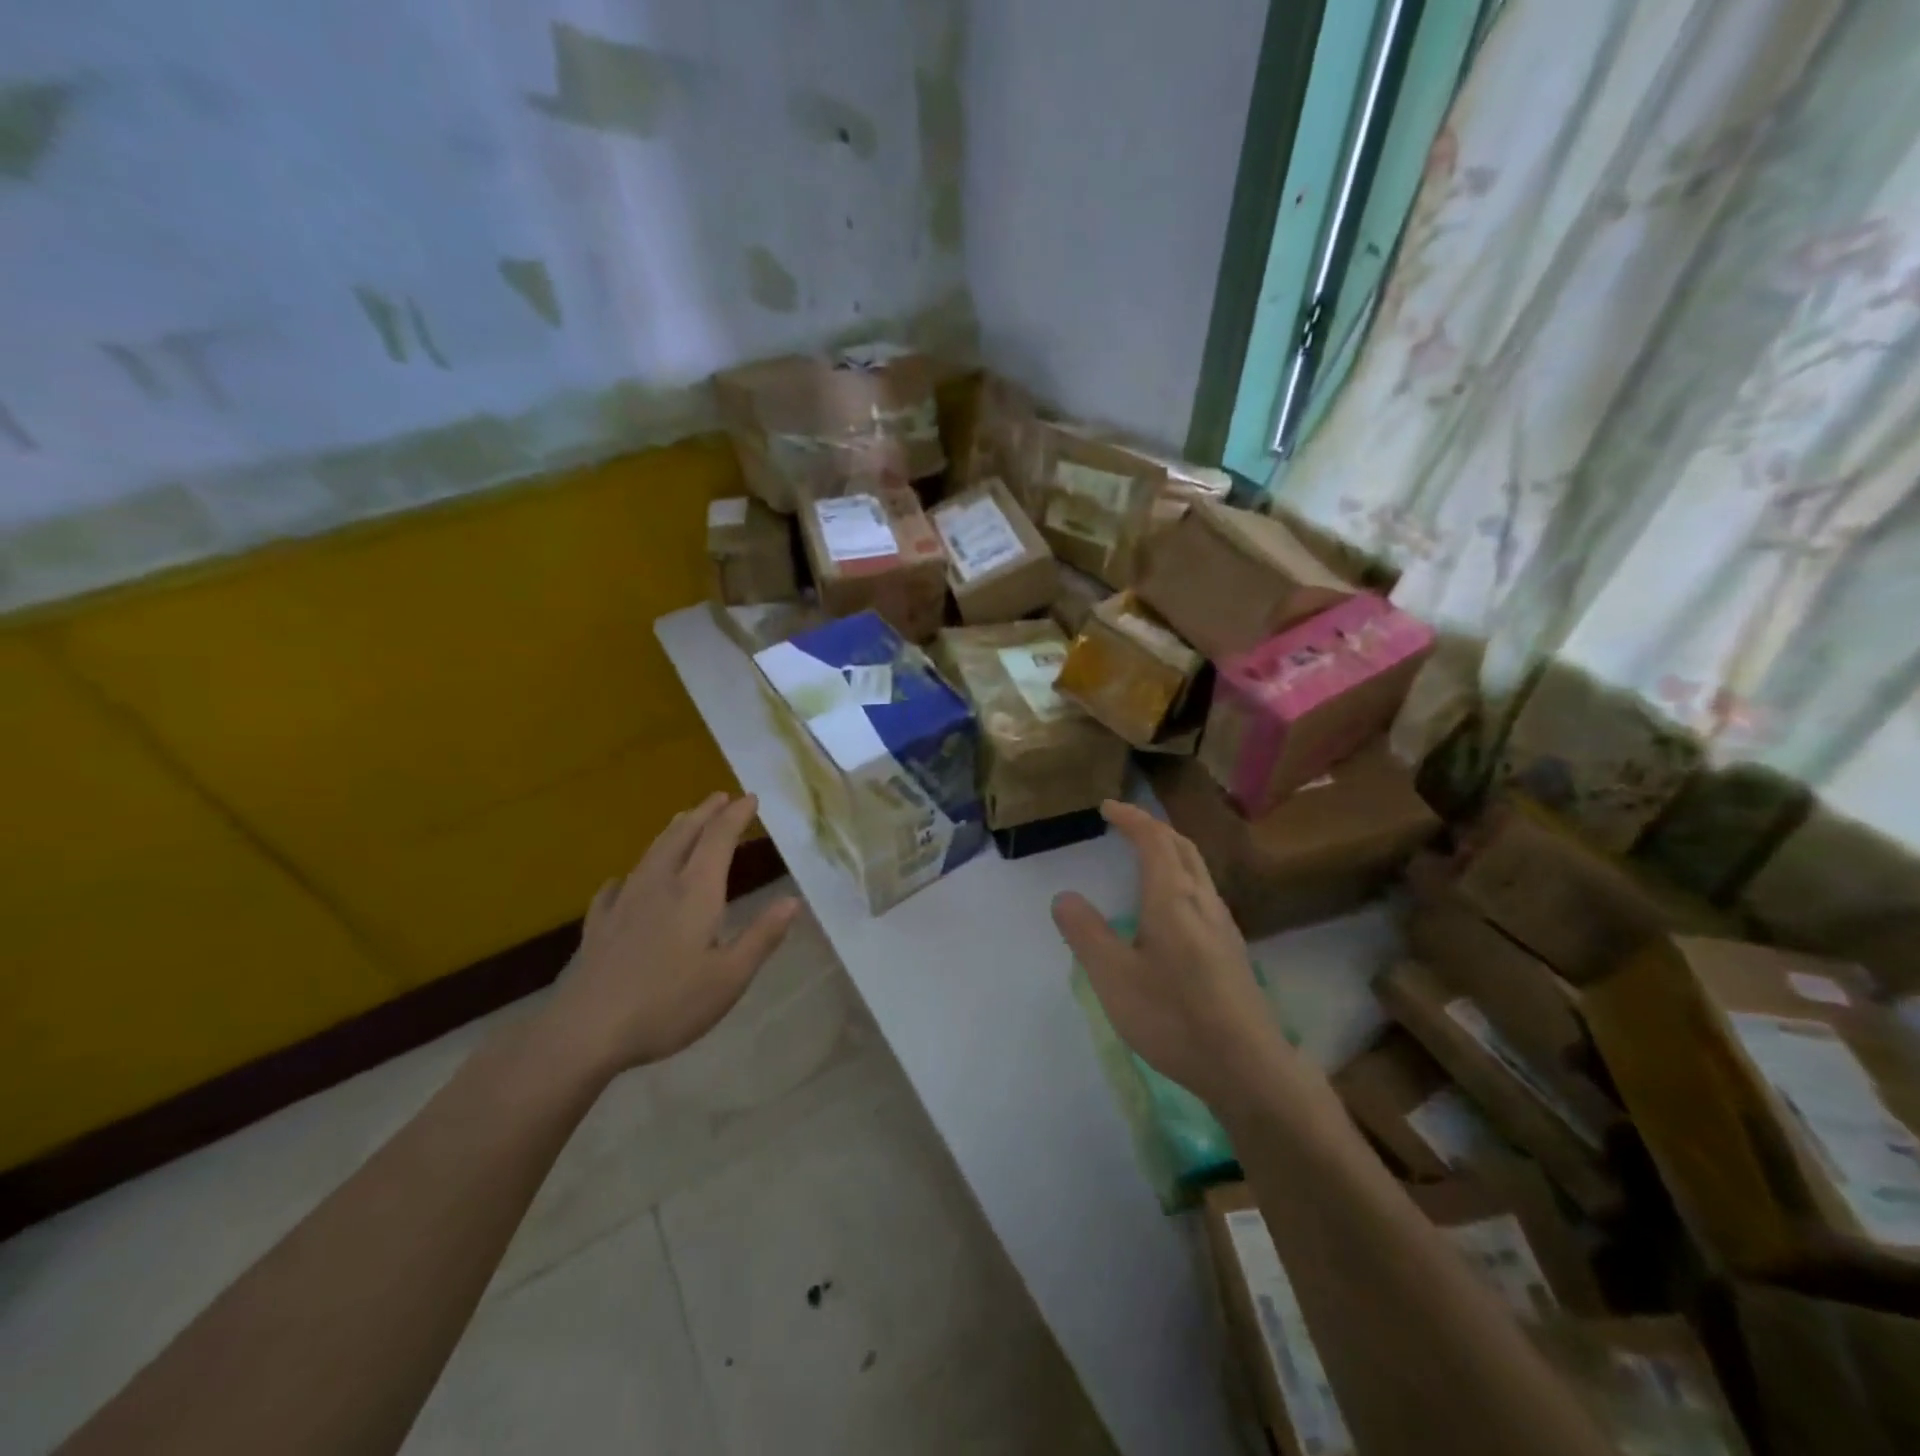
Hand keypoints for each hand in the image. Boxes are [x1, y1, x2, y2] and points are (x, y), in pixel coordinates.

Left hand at [545, 793, 799, 1076]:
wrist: (586, 1031)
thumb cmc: (668, 1004)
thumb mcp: (730, 977)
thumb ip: (762, 936)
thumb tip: (792, 901)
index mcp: (695, 892)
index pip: (718, 839)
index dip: (736, 816)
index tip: (750, 798)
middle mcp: (659, 885)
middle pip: (683, 836)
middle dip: (704, 814)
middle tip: (720, 797)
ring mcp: (624, 903)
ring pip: (651, 854)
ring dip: (672, 832)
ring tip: (683, 820)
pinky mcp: (599, 926)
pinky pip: (615, 888)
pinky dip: (628, 875)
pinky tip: (622, 882)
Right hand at [1051, 801, 1296, 1110]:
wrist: (1248, 1067)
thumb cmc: (1174, 1017)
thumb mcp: (1114, 977)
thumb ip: (1087, 934)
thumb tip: (1064, 896)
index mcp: (1173, 898)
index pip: (1154, 839)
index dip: (1131, 818)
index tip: (1107, 806)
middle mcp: (1203, 901)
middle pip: (1182, 846)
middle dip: (1153, 827)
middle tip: (1125, 824)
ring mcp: (1224, 925)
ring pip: (1198, 868)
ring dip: (1171, 849)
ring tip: (1145, 855)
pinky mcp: (1232, 949)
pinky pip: (1204, 891)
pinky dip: (1181, 875)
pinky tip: (1171, 906)